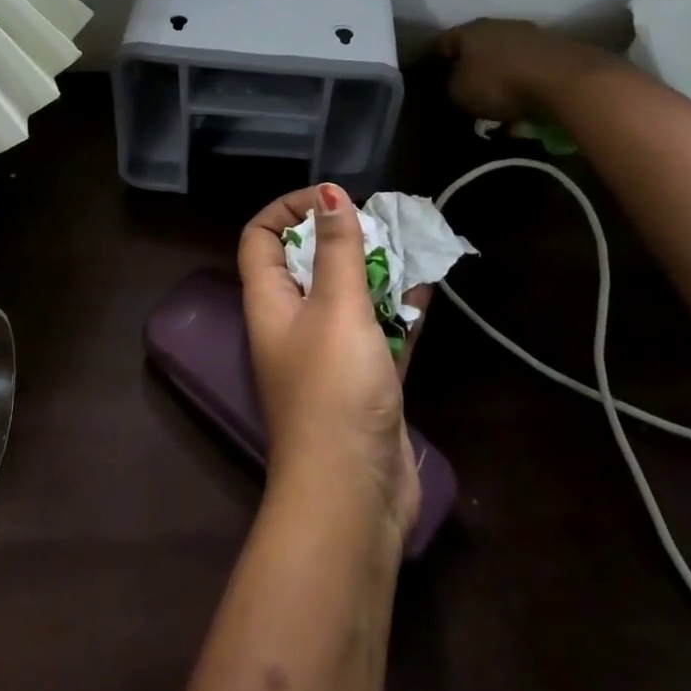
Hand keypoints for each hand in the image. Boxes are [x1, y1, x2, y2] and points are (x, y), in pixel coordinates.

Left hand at [239, 184, 419, 544]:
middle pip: (308, 262)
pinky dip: (399, 309)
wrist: (353, 497)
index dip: (288, 209)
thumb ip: (336, 251)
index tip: (331, 199)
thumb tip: (329, 193)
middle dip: (342, 236)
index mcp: (270, 302)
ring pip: (349, 295)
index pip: (261, 238)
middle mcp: (293, 323)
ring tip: (412, 243)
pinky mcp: (364, 380)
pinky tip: (429, 288)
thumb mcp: (336, 309)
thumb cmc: (334, 391)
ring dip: (376, 270)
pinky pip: (379, 330)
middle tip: (383, 220)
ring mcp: (330, 353)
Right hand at [436, 18, 606, 122]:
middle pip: (476, 48)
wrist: (565, 80)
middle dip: (469, 68)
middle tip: (463, 90)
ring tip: (496, 103)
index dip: (433, 60)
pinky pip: (528, 69)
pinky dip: (522, 84)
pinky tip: (522, 104)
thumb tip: (454, 85)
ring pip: (505, 57)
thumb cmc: (501, 83)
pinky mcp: (556, 50)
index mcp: (470, 30)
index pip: (442, 42)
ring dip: (499, 76)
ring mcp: (530, 35)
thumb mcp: (460, 93)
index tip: (429, 76)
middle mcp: (498, 25)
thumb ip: (450, 87)